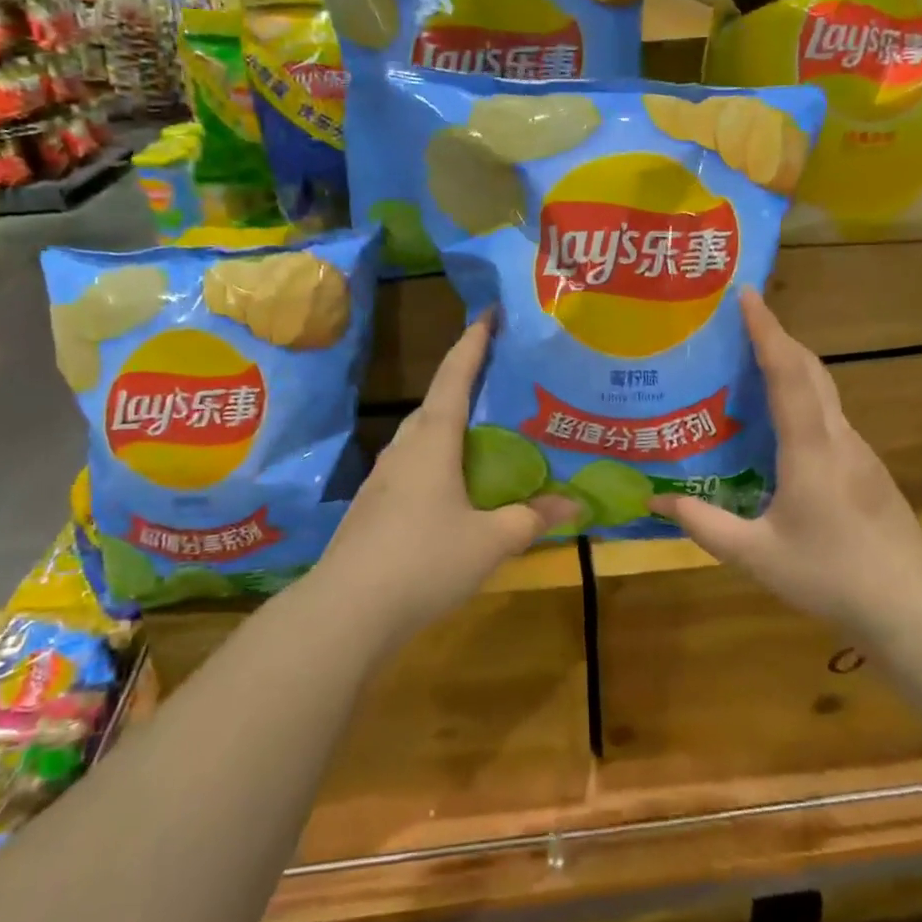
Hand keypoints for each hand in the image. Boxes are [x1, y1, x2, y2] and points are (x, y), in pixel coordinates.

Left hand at [314, 312, 578, 642]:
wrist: (347, 610)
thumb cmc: (424, 560)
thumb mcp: (490, 541)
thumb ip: (530, 519)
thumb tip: (574, 505)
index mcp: (432, 440)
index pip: (455, 376)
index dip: (473, 342)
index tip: (487, 312)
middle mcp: (404, 448)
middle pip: (435, 402)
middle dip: (462, 381)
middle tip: (496, 376)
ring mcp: (382, 477)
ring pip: (420, 436)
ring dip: (447, 424)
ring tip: (479, 431)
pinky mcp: (373, 506)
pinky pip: (411, 466)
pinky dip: (436, 460)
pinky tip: (451, 487)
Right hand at [651, 289, 921, 640]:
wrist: (912, 608)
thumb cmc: (831, 576)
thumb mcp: (756, 555)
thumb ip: (704, 524)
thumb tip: (656, 500)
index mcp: (810, 449)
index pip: (788, 374)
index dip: (767, 330)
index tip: (747, 294)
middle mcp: (838, 438)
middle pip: (810, 369)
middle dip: (777, 335)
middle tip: (740, 318)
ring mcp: (858, 451)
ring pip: (823, 391)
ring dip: (790, 364)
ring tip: (750, 362)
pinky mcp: (866, 467)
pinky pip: (828, 415)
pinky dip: (801, 396)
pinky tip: (779, 421)